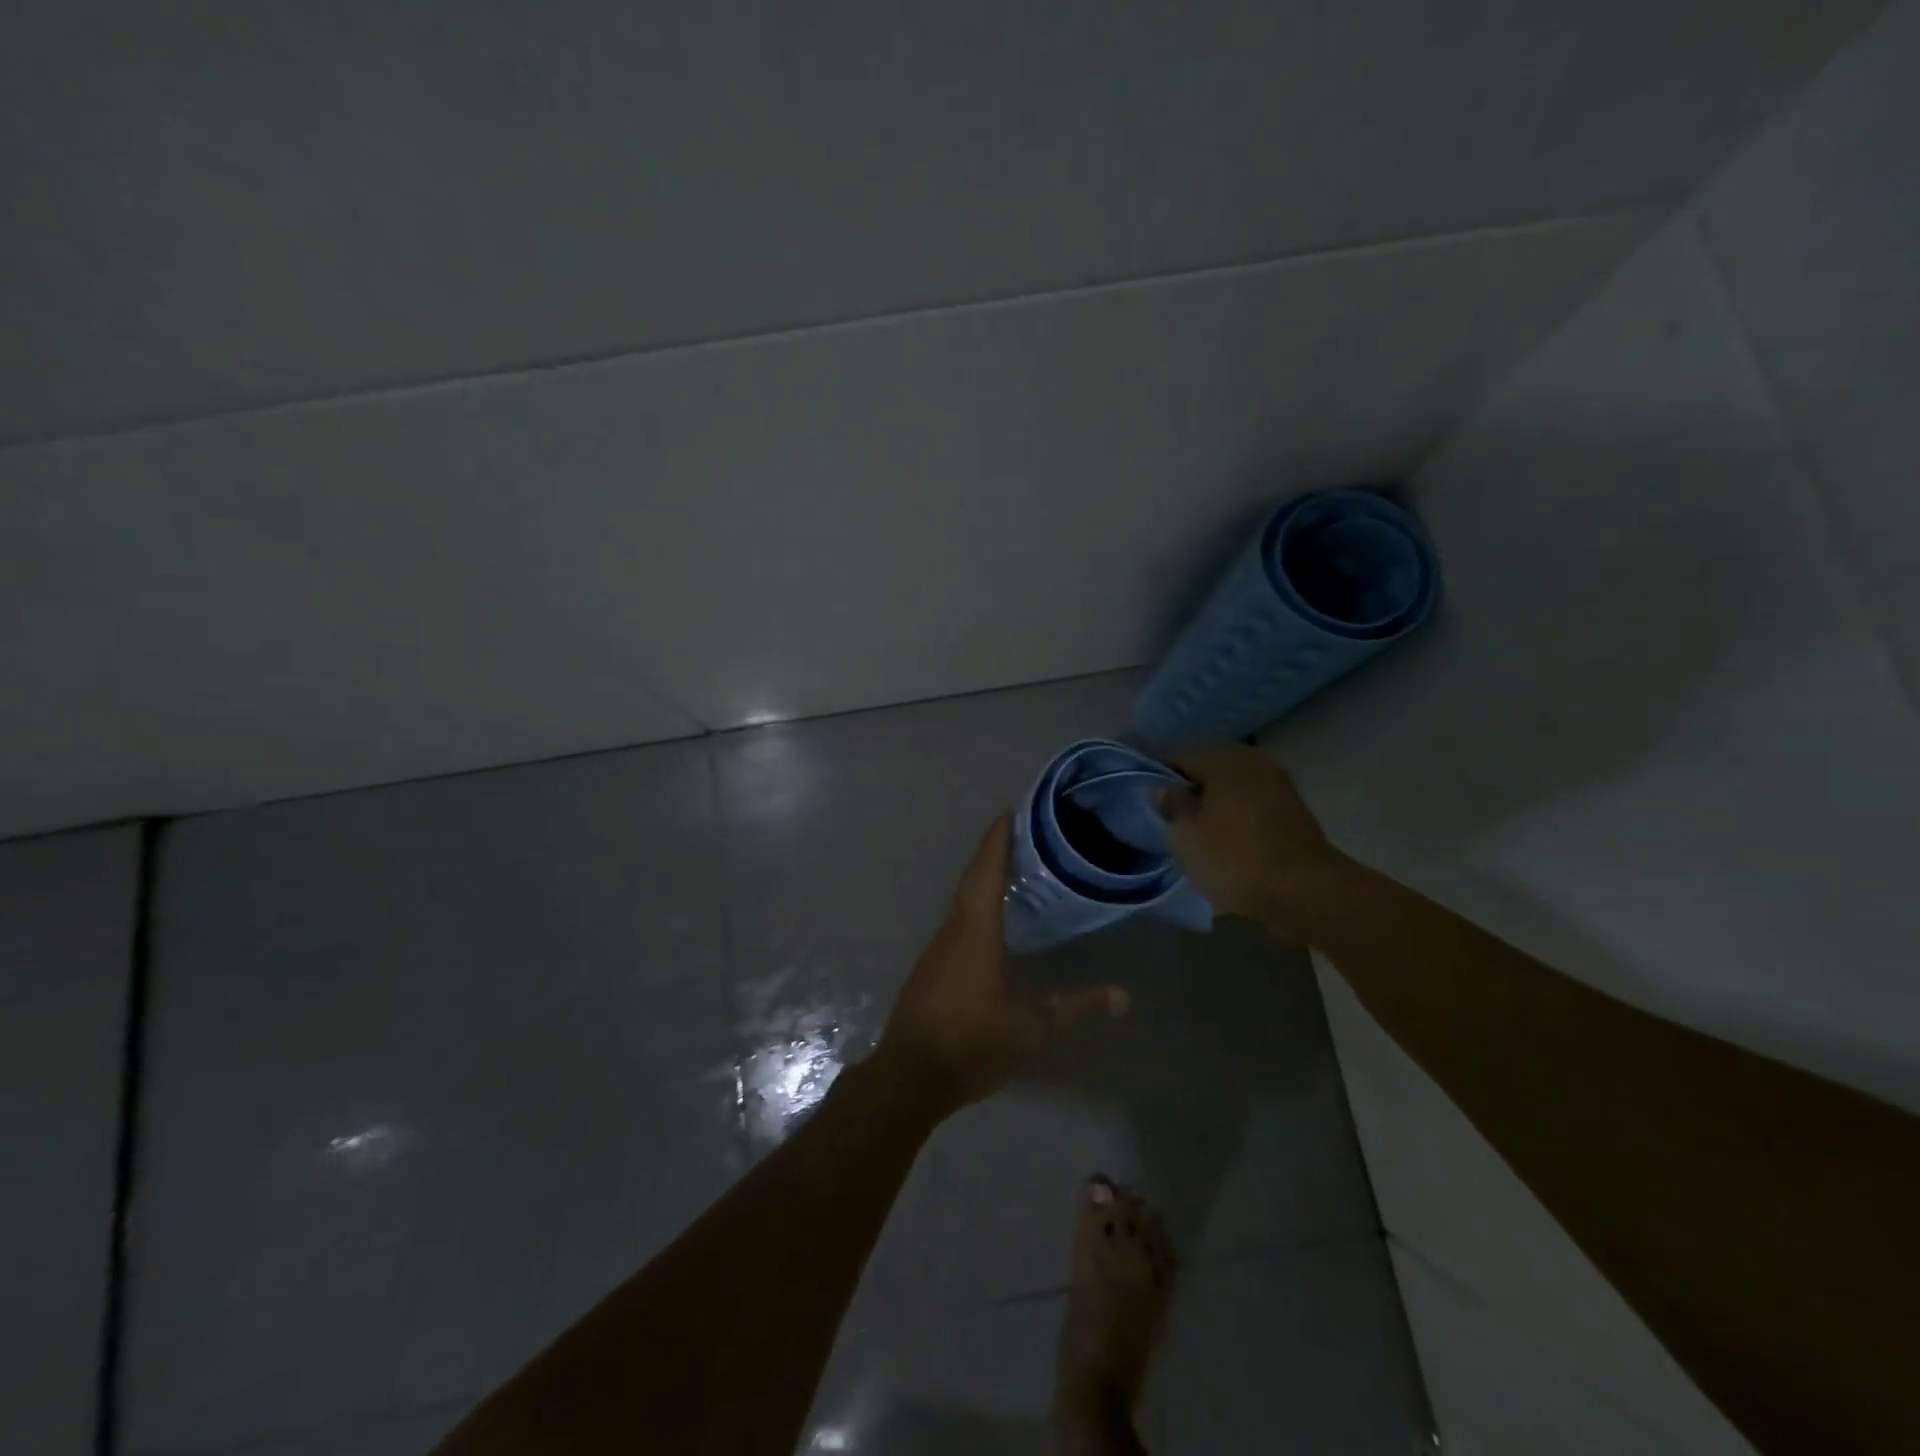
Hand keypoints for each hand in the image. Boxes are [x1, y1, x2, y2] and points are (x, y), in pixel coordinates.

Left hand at [875, 815, 1128, 1111]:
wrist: (911, 1075)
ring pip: (962, 902)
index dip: (998, 840)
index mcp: (976, 930)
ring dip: (982, 880)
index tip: (1008, 811)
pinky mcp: (930, 968)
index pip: (988, 871)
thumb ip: (1077, 1006)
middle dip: (993, 853)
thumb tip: (1123, 996)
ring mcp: (936, 949)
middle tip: (1017, 833)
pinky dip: (974, 907)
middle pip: (972, 879)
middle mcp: (952, 929)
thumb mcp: (1034, 1026)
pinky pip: (956, 923)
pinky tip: (990, 921)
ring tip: (1011, 871)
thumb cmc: (974, 1041)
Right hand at [1159, 746, 1343, 929]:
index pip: (1179, 759)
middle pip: (1208, 774)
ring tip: (1200, 841)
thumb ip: (1172, 805)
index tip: (1151, 808)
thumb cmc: (1235, 857)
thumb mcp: (1186, 834)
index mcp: (1224, 758)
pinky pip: (1252, 809)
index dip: (1160, 782)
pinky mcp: (1293, 812)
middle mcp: (1253, 761)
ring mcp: (1278, 785)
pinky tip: (1229, 847)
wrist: (1305, 891)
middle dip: (1191, 796)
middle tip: (1174, 826)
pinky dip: (1238, 822)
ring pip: (1232, 792)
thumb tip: (1166, 789)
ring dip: (1215, 810)